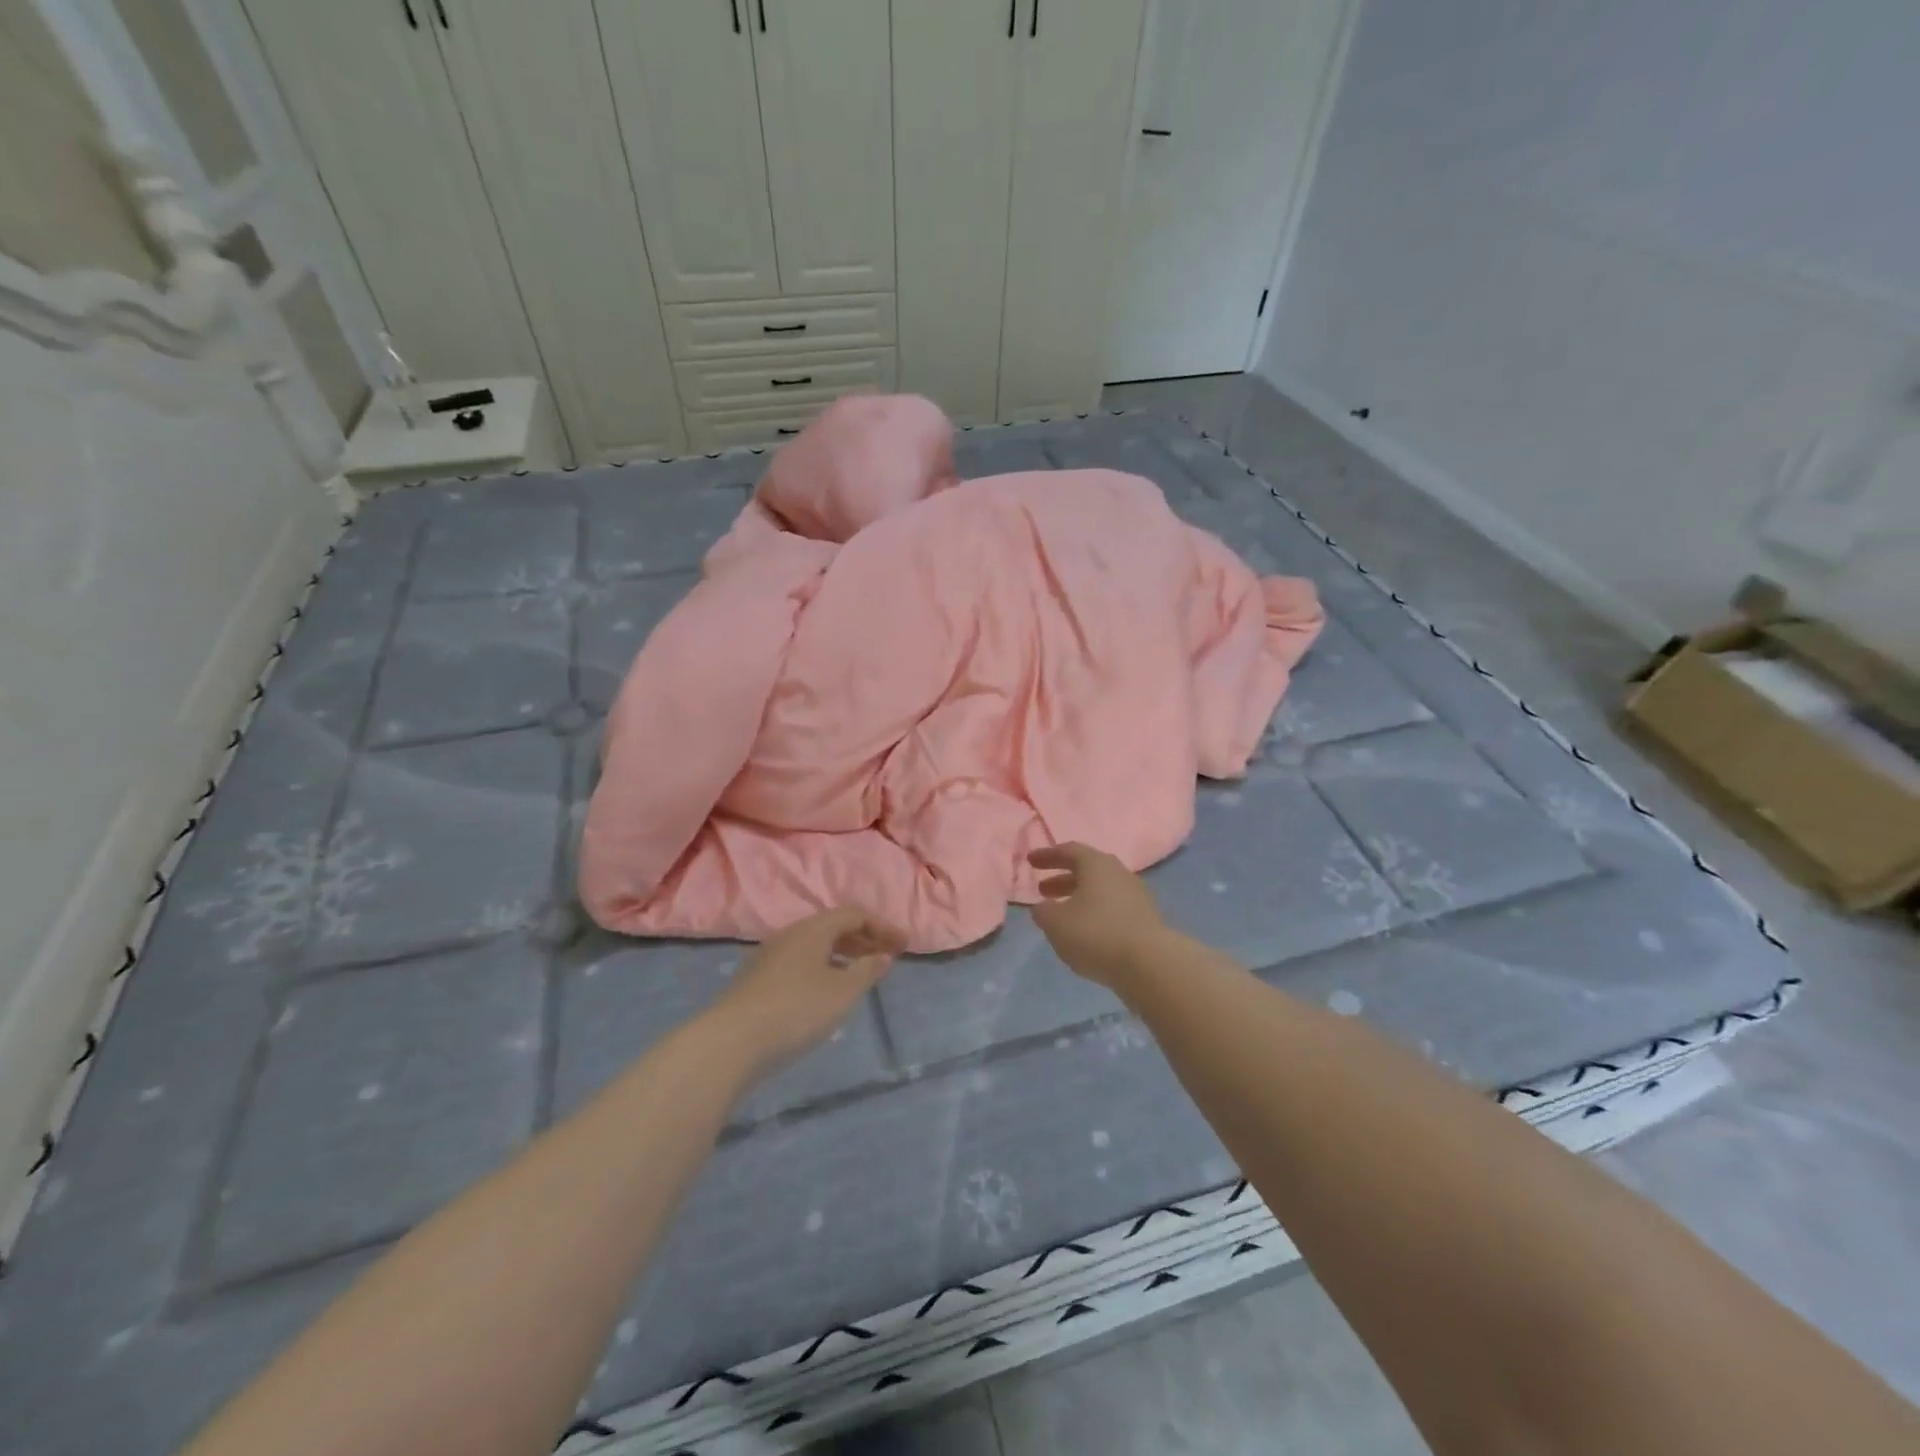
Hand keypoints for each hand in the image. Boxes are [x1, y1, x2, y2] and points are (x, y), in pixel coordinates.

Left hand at [711, 908, 904, 1076]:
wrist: (731, 1042)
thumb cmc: (796, 1010)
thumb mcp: (842, 992)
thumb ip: (867, 970)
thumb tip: (883, 955)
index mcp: (813, 929)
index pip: (854, 914)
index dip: (882, 927)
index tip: (904, 946)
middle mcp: (790, 934)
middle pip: (833, 927)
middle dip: (864, 939)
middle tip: (887, 958)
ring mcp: (769, 957)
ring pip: (814, 946)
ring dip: (842, 954)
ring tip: (860, 975)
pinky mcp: (757, 981)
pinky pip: (800, 962)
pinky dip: (823, 968)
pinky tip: (826, 993)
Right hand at [1028, 843, 1172, 991]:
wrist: (1150, 964)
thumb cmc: (1096, 933)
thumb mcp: (1056, 923)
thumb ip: (1043, 911)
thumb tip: (1043, 907)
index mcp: (1096, 864)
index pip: (1069, 850)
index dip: (1048, 856)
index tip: (1030, 861)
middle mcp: (1118, 873)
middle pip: (1087, 870)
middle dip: (1063, 878)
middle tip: (1043, 890)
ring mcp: (1136, 896)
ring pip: (1101, 890)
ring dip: (1079, 898)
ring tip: (1062, 915)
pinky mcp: (1145, 919)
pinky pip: (1113, 908)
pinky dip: (1095, 913)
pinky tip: (1085, 932)